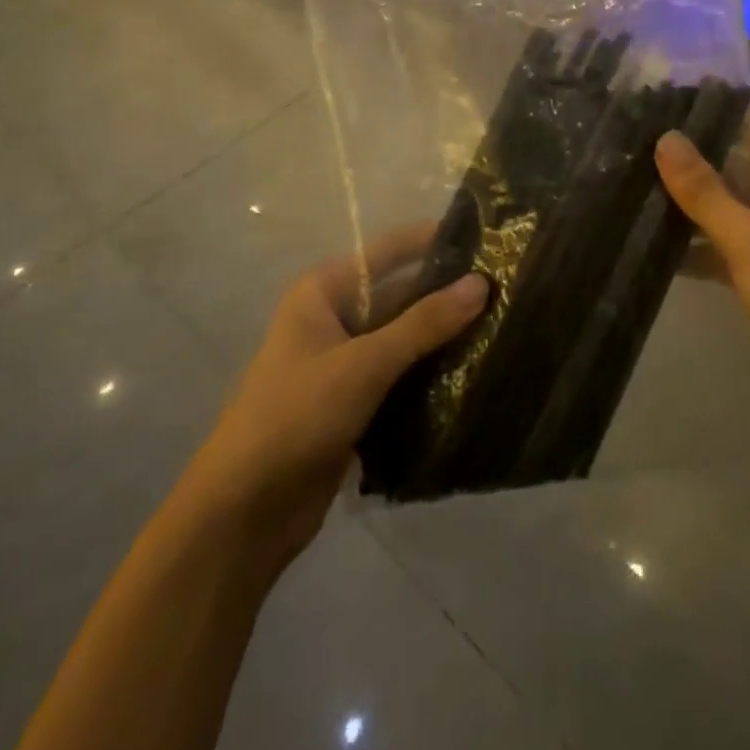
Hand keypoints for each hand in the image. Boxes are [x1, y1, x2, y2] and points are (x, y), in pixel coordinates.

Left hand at [183, 226, 485, 573]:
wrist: (244, 512)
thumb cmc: (296, 416)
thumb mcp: (364, 363)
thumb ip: (424, 324)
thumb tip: (481, 283)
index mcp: (323, 292)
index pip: (387, 252)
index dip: (432, 242)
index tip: (485, 237)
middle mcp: (333, 318)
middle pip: (398, 295)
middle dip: (445, 295)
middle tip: (506, 288)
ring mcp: (343, 362)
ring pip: (402, 338)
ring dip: (442, 337)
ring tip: (503, 324)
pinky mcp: (353, 402)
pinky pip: (399, 375)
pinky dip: (430, 373)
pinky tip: (475, 371)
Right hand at [655, 115, 749, 439]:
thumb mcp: (749, 238)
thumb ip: (704, 189)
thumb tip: (665, 138)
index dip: (714, 121)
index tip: (660, 118)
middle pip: (743, 165)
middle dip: (695, 164)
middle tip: (637, 153)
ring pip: (735, 204)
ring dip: (694, 204)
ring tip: (635, 189)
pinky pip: (732, 240)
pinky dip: (702, 242)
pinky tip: (655, 243)